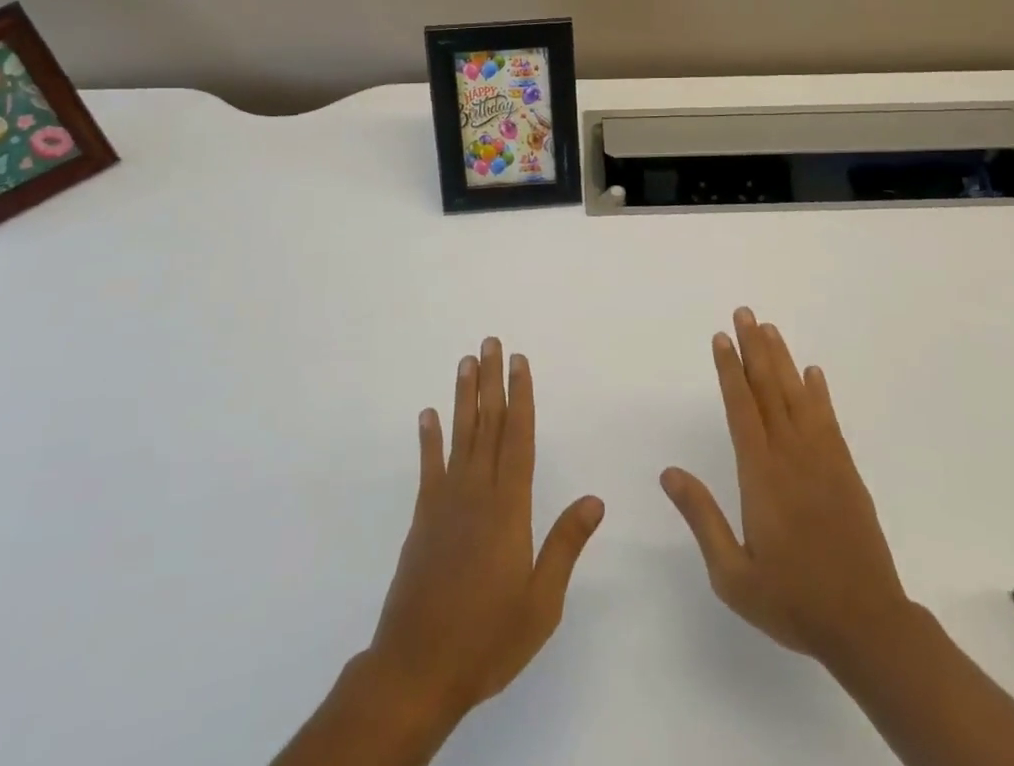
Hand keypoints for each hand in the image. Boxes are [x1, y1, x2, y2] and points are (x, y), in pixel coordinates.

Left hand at [367, 338, 605, 727]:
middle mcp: (477, 493)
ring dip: (464, 396)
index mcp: (509, 508)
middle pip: (488, 425)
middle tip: (491, 342)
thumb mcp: (541, 603)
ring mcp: (445, 502)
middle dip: (492, 381)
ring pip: (459, 435)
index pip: (518, 438)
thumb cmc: (488, 638)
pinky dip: (429, 438)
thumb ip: (565, 545)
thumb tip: (596, 499)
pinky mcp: (423, 518)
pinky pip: (428, 467)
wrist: (417, 670)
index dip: (521, 397)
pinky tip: (428, 413)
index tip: (521, 363)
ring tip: (466, 361)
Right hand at [661, 308, 916, 673]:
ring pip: (798, 396)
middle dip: (754, 348)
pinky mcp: (846, 471)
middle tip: (744, 313)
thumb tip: (669, 473)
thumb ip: (702, 518)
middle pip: (769, 390)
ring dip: (782, 359)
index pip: (741, 408)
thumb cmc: (793, 600)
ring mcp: (823, 460)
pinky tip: (813, 373)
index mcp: (761, 475)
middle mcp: (791, 455)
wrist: (867, 624)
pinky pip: (828, 420)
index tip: (721, 338)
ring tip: (770, 328)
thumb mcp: (733, 575)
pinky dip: (819, 393)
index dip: (729, 370)